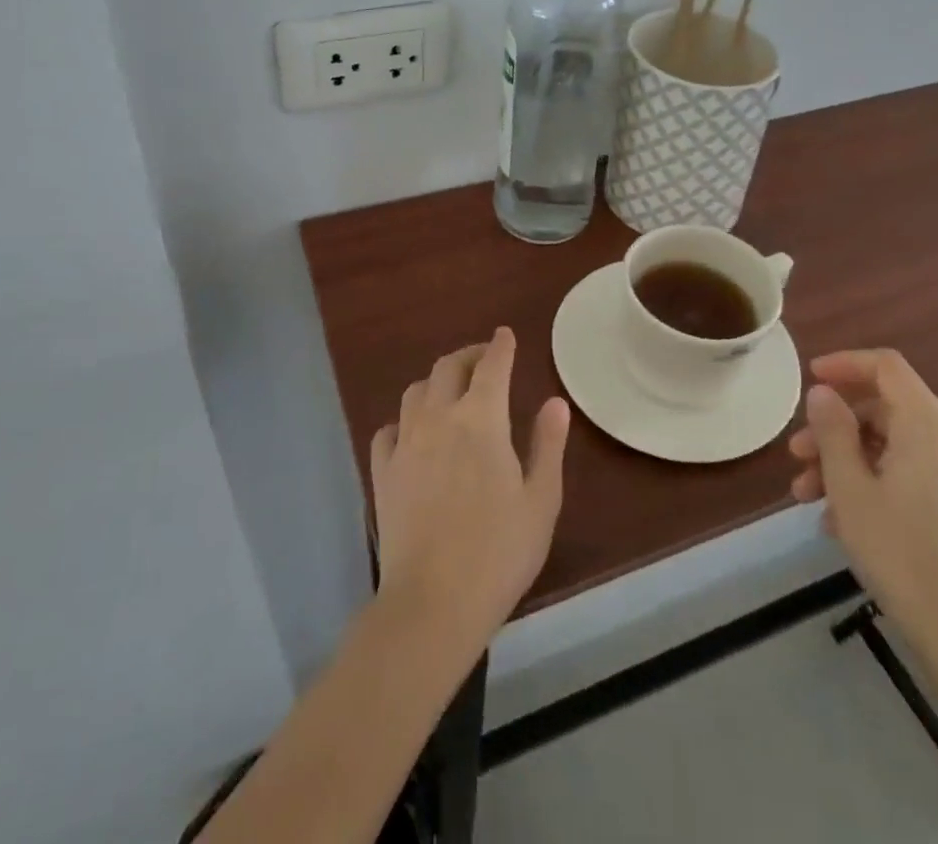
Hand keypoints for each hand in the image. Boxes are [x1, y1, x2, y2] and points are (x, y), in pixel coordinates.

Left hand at [370, 327, 571, 652]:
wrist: (433, 602)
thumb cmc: (499, 552)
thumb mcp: (540, 500)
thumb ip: (547, 444)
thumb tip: (555, 402)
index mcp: (482, 419)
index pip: (491, 366)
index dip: (500, 346)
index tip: (505, 335)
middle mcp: (439, 418)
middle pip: (448, 367)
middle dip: (468, 355)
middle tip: (483, 359)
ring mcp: (405, 443)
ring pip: (415, 392)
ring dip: (435, 382)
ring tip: (449, 393)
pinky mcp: (382, 472)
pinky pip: (387, 430)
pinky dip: (403, 421)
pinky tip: (411, 434)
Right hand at [787, 349, 937, 650]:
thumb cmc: (900, 551)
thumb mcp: (850, 486)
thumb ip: (833, 430)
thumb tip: (823, 394)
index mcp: (928, 424)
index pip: (885, 367)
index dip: (844, 364)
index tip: (809, 378)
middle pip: (883, 410)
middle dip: (833, 428)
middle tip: (796, 455)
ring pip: (890, 445)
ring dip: (844, 461)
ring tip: (806, 495)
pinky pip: (906, 473)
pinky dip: (870, 482)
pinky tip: (838, 519)